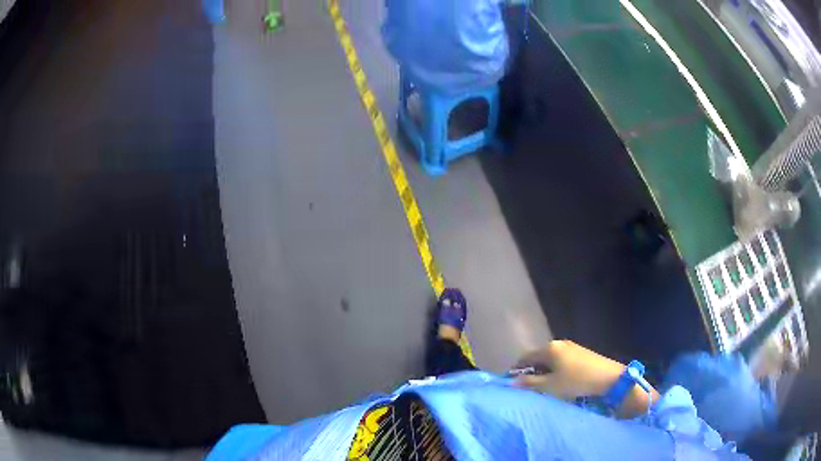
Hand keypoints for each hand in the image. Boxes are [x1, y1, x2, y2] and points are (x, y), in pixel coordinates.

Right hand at [513, 340, 626, 399]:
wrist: (608, 377)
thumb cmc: (576, 381)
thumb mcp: (550, 386)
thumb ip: (529, 383)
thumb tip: (511, 382)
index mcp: (549, 348)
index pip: (525, 357)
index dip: (517, 370)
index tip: (513, 384)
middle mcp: (559, 343)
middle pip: (538, 357)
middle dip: (531, 372)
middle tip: (529, 389)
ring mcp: (572, 347)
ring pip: (550, 359)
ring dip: (544, 372)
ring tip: (545, 388)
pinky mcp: (581, 352)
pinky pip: (561, 360)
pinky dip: (556, 370)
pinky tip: (560, 382)